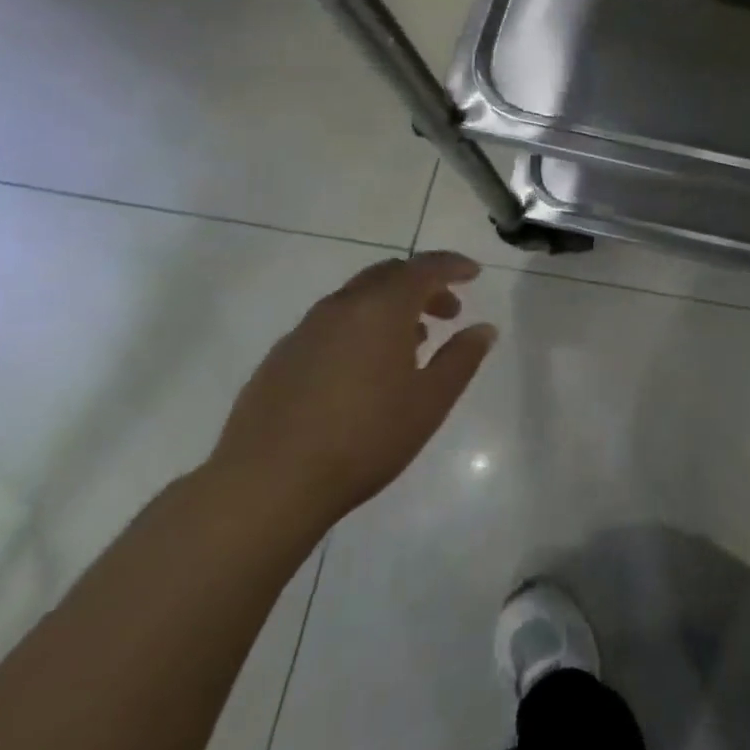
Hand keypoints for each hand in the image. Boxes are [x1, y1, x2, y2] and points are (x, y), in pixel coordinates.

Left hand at [209, 251, 496, 528]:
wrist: (266, 484)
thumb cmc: (363, 438)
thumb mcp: (430, 401)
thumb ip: (462, 358)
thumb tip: (483, 329)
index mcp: (382, 308)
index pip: (425, 267)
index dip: (453, 265)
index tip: (474, 274)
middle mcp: (342, 306)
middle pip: (389, 275)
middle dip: (423, 285)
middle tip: (447, 312)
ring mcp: (306, 329)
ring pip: (358, 299)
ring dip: (390, 308)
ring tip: (411, 343)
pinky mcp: (281, 356)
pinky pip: (331, 324)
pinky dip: (359, 328)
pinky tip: (363, 370)